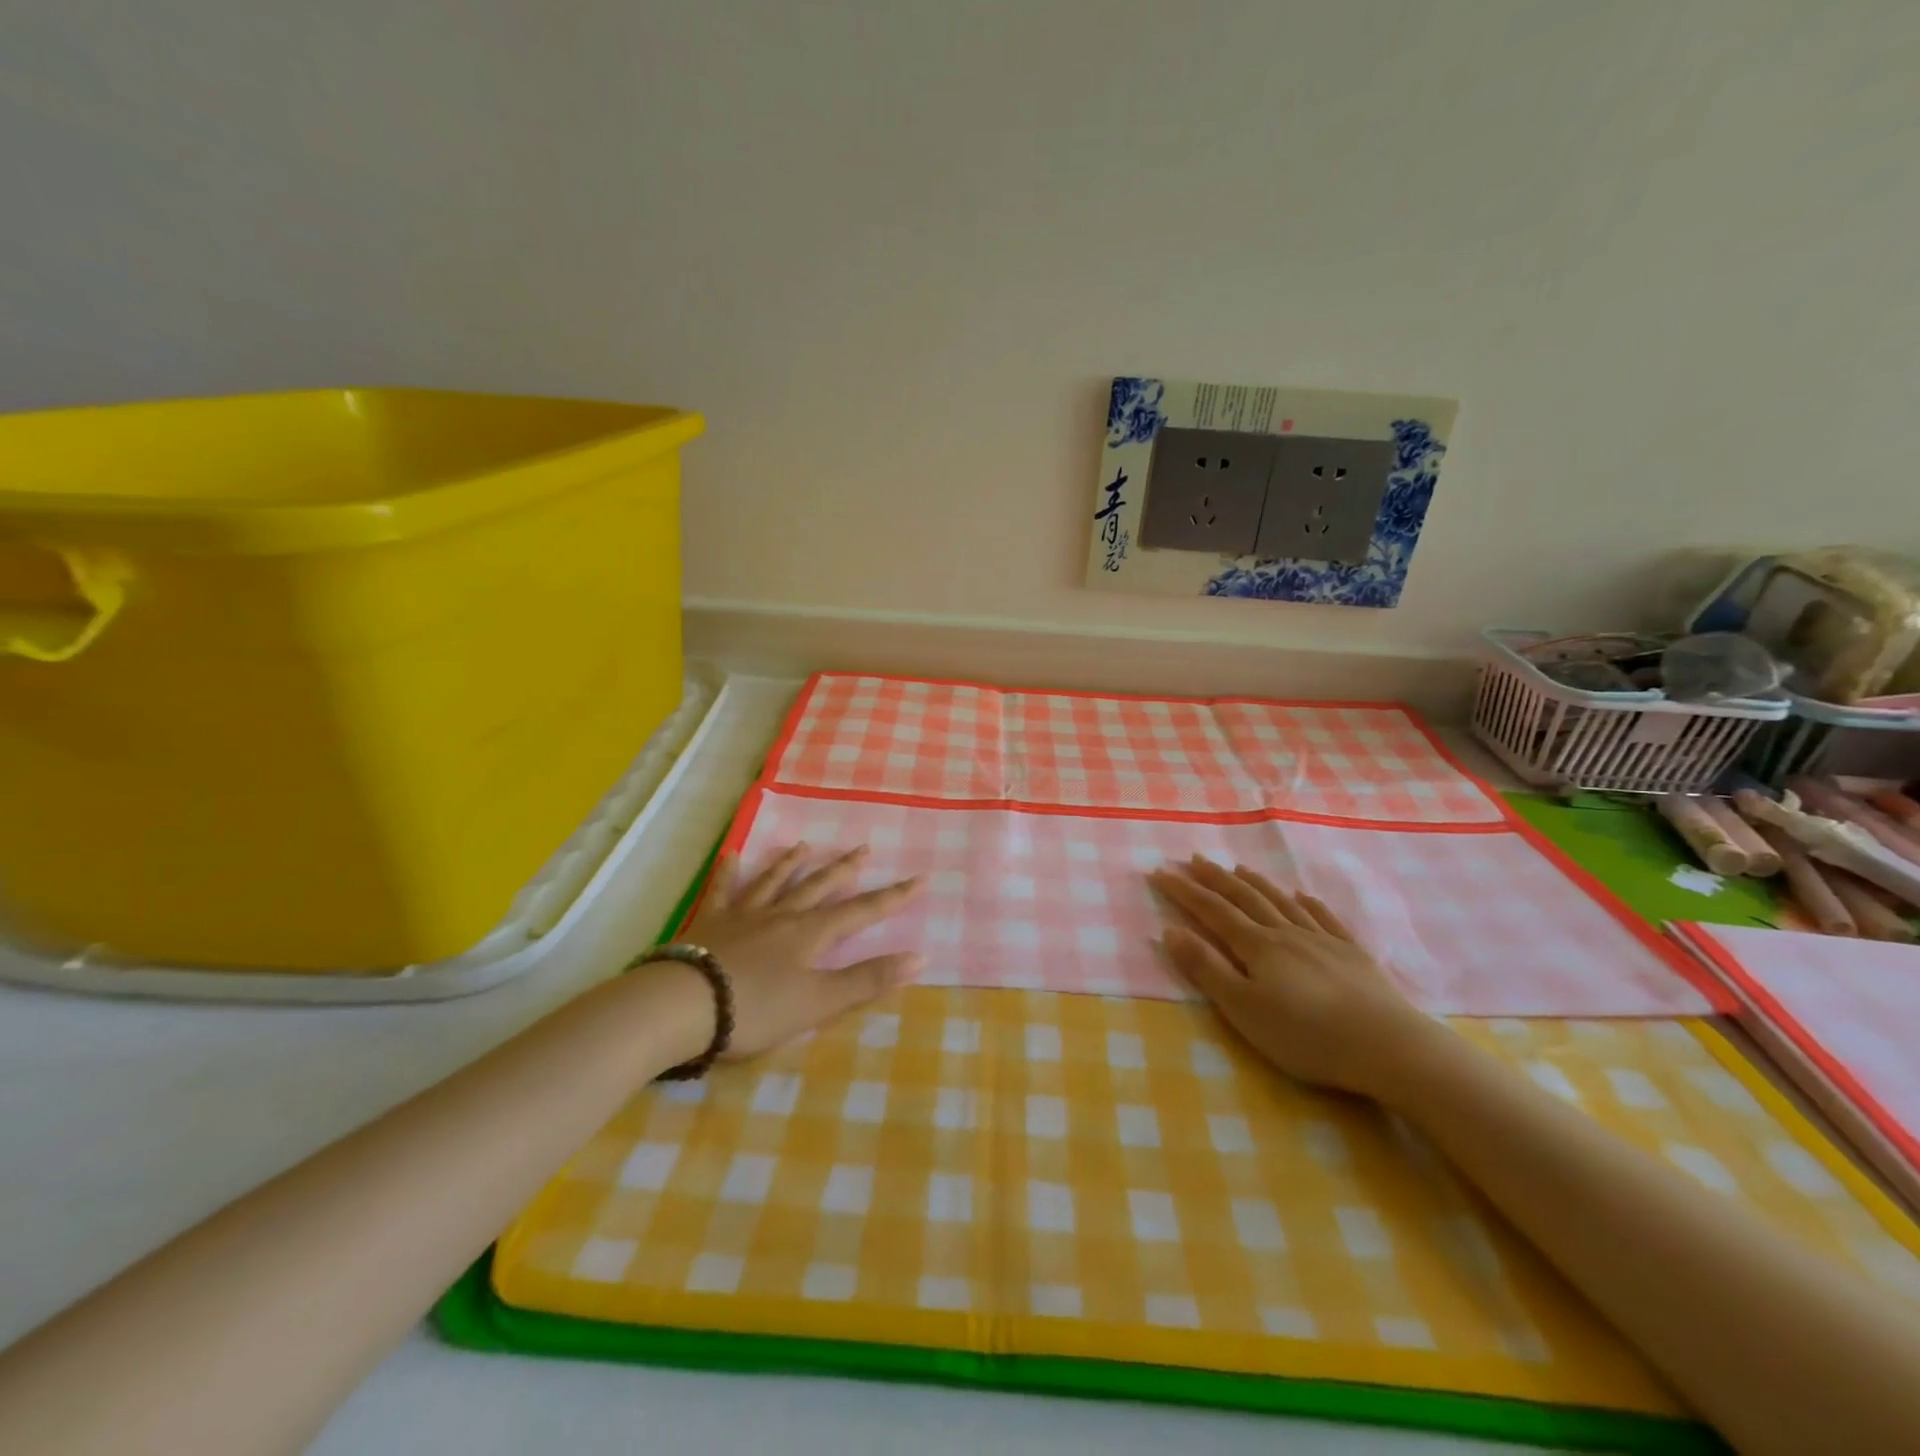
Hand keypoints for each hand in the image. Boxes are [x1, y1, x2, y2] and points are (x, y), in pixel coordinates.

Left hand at [675, 842, 924, 1059]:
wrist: (684, 1005)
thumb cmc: (756, 1008)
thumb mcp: (820, 1002)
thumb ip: (868, 980)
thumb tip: (921, 956)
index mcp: (811, 934)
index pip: (862, 911)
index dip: (893, 897)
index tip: (920, 878)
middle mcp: (782, 915)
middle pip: (819, 886)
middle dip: (845, 869)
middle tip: (864, 848)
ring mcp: (744, 915)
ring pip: (774, 882)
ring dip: (792, 864)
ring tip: (805, 845)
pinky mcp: (711, 923)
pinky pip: (723, 891)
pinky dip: (729, 873)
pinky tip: (732, 855)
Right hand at [1147, 855, 1435, 1098]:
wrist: (1389, 1047)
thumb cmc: (1307, 1035)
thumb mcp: (1243, 1009)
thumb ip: (1206, 969)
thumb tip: (1170, 930)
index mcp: (1257, 946)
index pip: (1212, 911)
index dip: (1184, 891)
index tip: (1160, 872)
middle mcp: (1287, 933)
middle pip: (1245, 898)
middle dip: (1216, 878)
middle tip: (1194, 859)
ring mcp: (1323, 941)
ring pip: (1282, 902)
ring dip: (1256, 883)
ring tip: (1239, 867)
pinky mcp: (1353, 955)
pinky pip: (1325, 918)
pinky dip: (1308, 903)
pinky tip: (1302, 895)